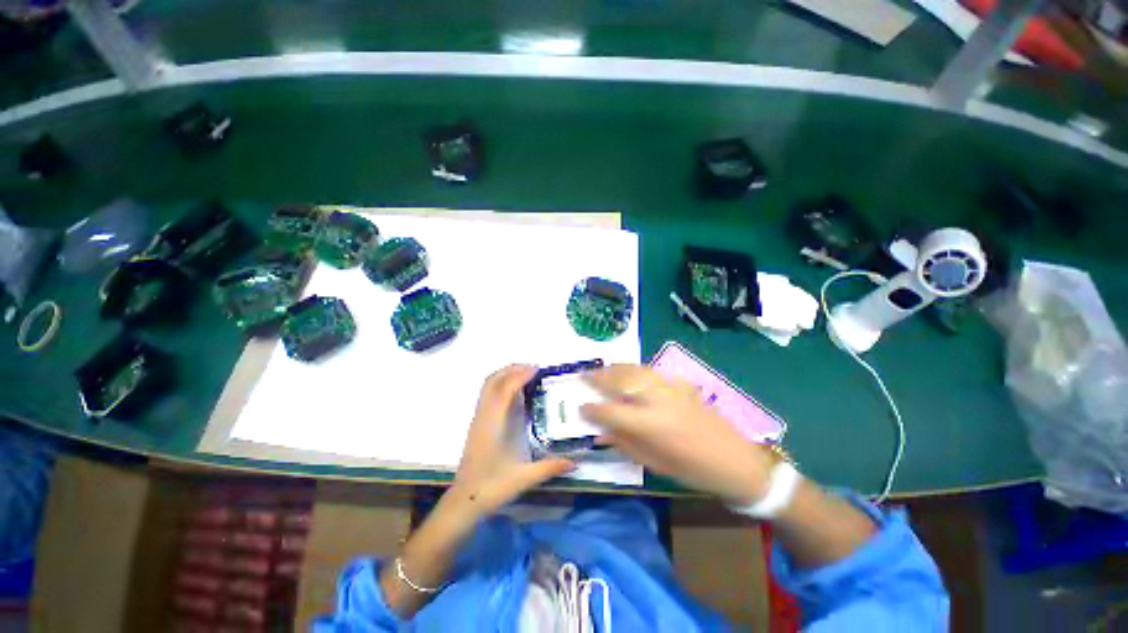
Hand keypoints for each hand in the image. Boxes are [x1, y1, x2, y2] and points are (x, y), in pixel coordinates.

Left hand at [449, 364, 574, 518]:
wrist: (463, 501)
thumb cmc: (491, 488)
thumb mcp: (523, 479)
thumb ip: (549, 467)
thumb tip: (575, 461)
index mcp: (492, 425)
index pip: (504, 391)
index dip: (520, 376)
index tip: (537, 369)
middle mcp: (483, 416)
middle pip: (492, 381)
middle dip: (512, 369)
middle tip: (533, 368)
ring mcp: (478, 418)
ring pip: (488, 386)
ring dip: (505, 374)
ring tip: (526, 374)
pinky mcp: (478, 423)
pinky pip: (488, 394)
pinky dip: (501, 384)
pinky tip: (516, 392)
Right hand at [582, 364, 775, 503]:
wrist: (736, 460)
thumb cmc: (693, 470)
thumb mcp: (655, 464)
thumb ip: (625, 444)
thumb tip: (600, 432)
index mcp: (651, 426)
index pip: (612, 412)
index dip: (593, 409)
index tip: (580, 407)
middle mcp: (658, 401)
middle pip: (621, 381)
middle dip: (599, 378)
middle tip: (583, 376)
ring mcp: (671, 388)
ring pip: (635, 370)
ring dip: (614, 369)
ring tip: (600, 370)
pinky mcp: (681, 383)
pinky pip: (650, 371)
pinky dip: (633, 369)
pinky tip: (627, 372)